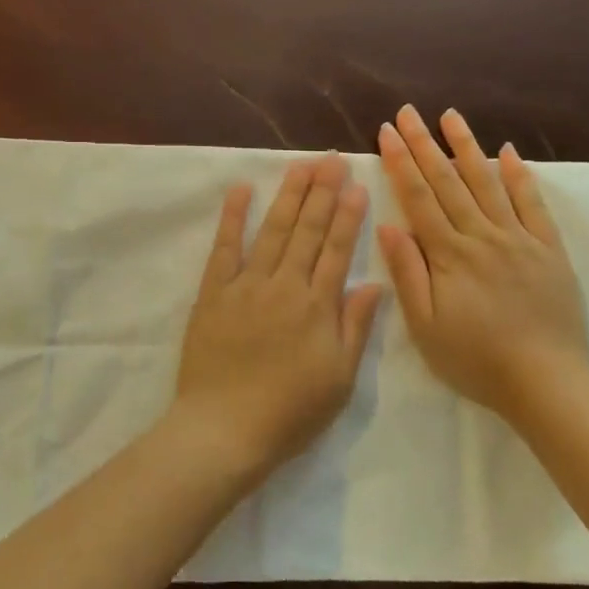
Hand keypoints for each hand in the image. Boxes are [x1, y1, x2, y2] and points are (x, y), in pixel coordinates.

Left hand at [172, 154, 383, 485]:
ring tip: (301, 165)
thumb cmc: (290, 412)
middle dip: (322, 192)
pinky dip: (232, 217)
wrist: (225, 429)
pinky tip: (240, 190)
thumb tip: (374, 284)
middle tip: (331, 159)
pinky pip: (224, 248)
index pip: (337, 249)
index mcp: (317, 306)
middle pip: (307, 230)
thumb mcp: (339, 378)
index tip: (356, 184)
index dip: (348, 215)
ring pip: (272, 231)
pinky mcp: (214, 293)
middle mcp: (284, 285)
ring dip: (288, 196)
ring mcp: (246, 285)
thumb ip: (355, 327)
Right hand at [376, 106, 588, 421]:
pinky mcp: (548, 249)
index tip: (387, 132)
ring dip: (467, 147)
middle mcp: (482, 235)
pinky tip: (508, 151)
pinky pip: (532, 204)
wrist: (546, 382)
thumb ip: (407, 273)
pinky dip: (520, 176)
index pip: (418, 197)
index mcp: (449, 254)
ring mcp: (519, 239)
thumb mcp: (425, 326)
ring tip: (451, 116)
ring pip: (488, 183)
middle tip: (408, 112)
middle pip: (448, 181)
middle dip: (425, 143)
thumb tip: (387, 225)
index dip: (400, 162)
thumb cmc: (475, 359)